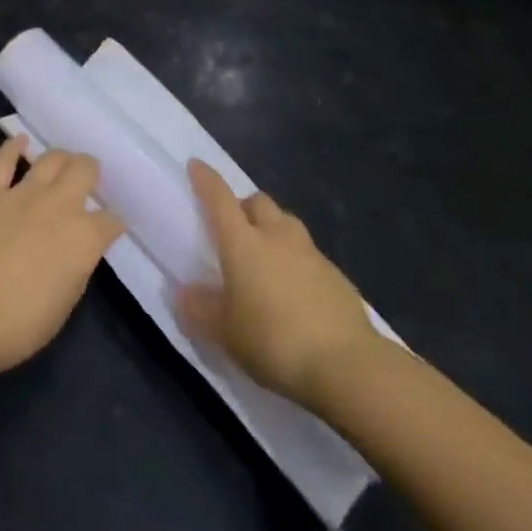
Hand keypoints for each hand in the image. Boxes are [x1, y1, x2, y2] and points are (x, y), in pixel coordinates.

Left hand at [0, 140, 124, 380]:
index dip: (112, 223)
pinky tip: (20, 141)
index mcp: (84, 237)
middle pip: (85, 169)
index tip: (109, 228)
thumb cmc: (21, 323)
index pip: (111, 220)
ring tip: (61, 165)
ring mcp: (22, 193)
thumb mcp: (67, 300)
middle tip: (86, 182)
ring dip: (61, 159)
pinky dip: (13, 147)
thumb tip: (79, 249)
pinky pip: (3, 160)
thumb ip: (79, 264)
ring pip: (51, 157)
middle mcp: (60, 205)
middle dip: (91, 173)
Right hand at [179, 161, 382, 408]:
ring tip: (265, 256)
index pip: (220, 199)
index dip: (206, 180)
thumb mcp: (225, 333)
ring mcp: (311, 253)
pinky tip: (295, 288)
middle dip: (243, 206)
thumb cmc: (274, 341)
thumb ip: (201, 309)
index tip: (196, 165)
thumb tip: (185, 292)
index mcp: (243, 243)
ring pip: (286, 223)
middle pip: (258, 202)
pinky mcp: (336, 276)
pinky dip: (296, 259)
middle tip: (233, 228)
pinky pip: (309, 253)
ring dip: (272, 228)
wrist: (347, 365)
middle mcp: (277, 237)